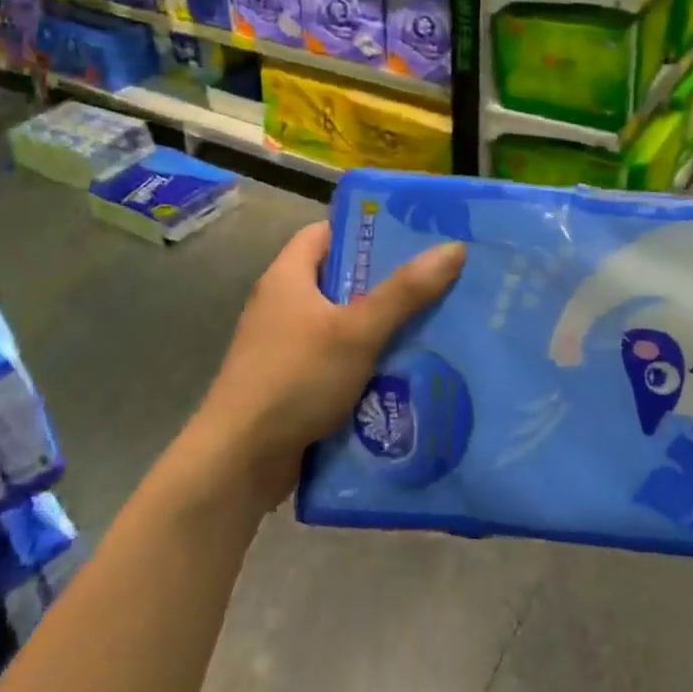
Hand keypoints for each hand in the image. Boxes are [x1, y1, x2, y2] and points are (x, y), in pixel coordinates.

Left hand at [195, 223, 464, 505]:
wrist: (239, 462)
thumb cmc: (295, 378)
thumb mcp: (357, 330)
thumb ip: (404, 291)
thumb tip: (453, 248)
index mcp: (287, 278)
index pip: (326, 233)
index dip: (365, 229)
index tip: (411, 235)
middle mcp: (284, 306)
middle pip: (341, 279)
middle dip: (387, 282)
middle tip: (437, 281)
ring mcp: (287, 347)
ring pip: (344, 324)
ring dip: (382, 327)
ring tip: (435, 323)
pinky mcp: (295, 384)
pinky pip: (340, 361)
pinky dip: (369, 363)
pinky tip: (407, 370)